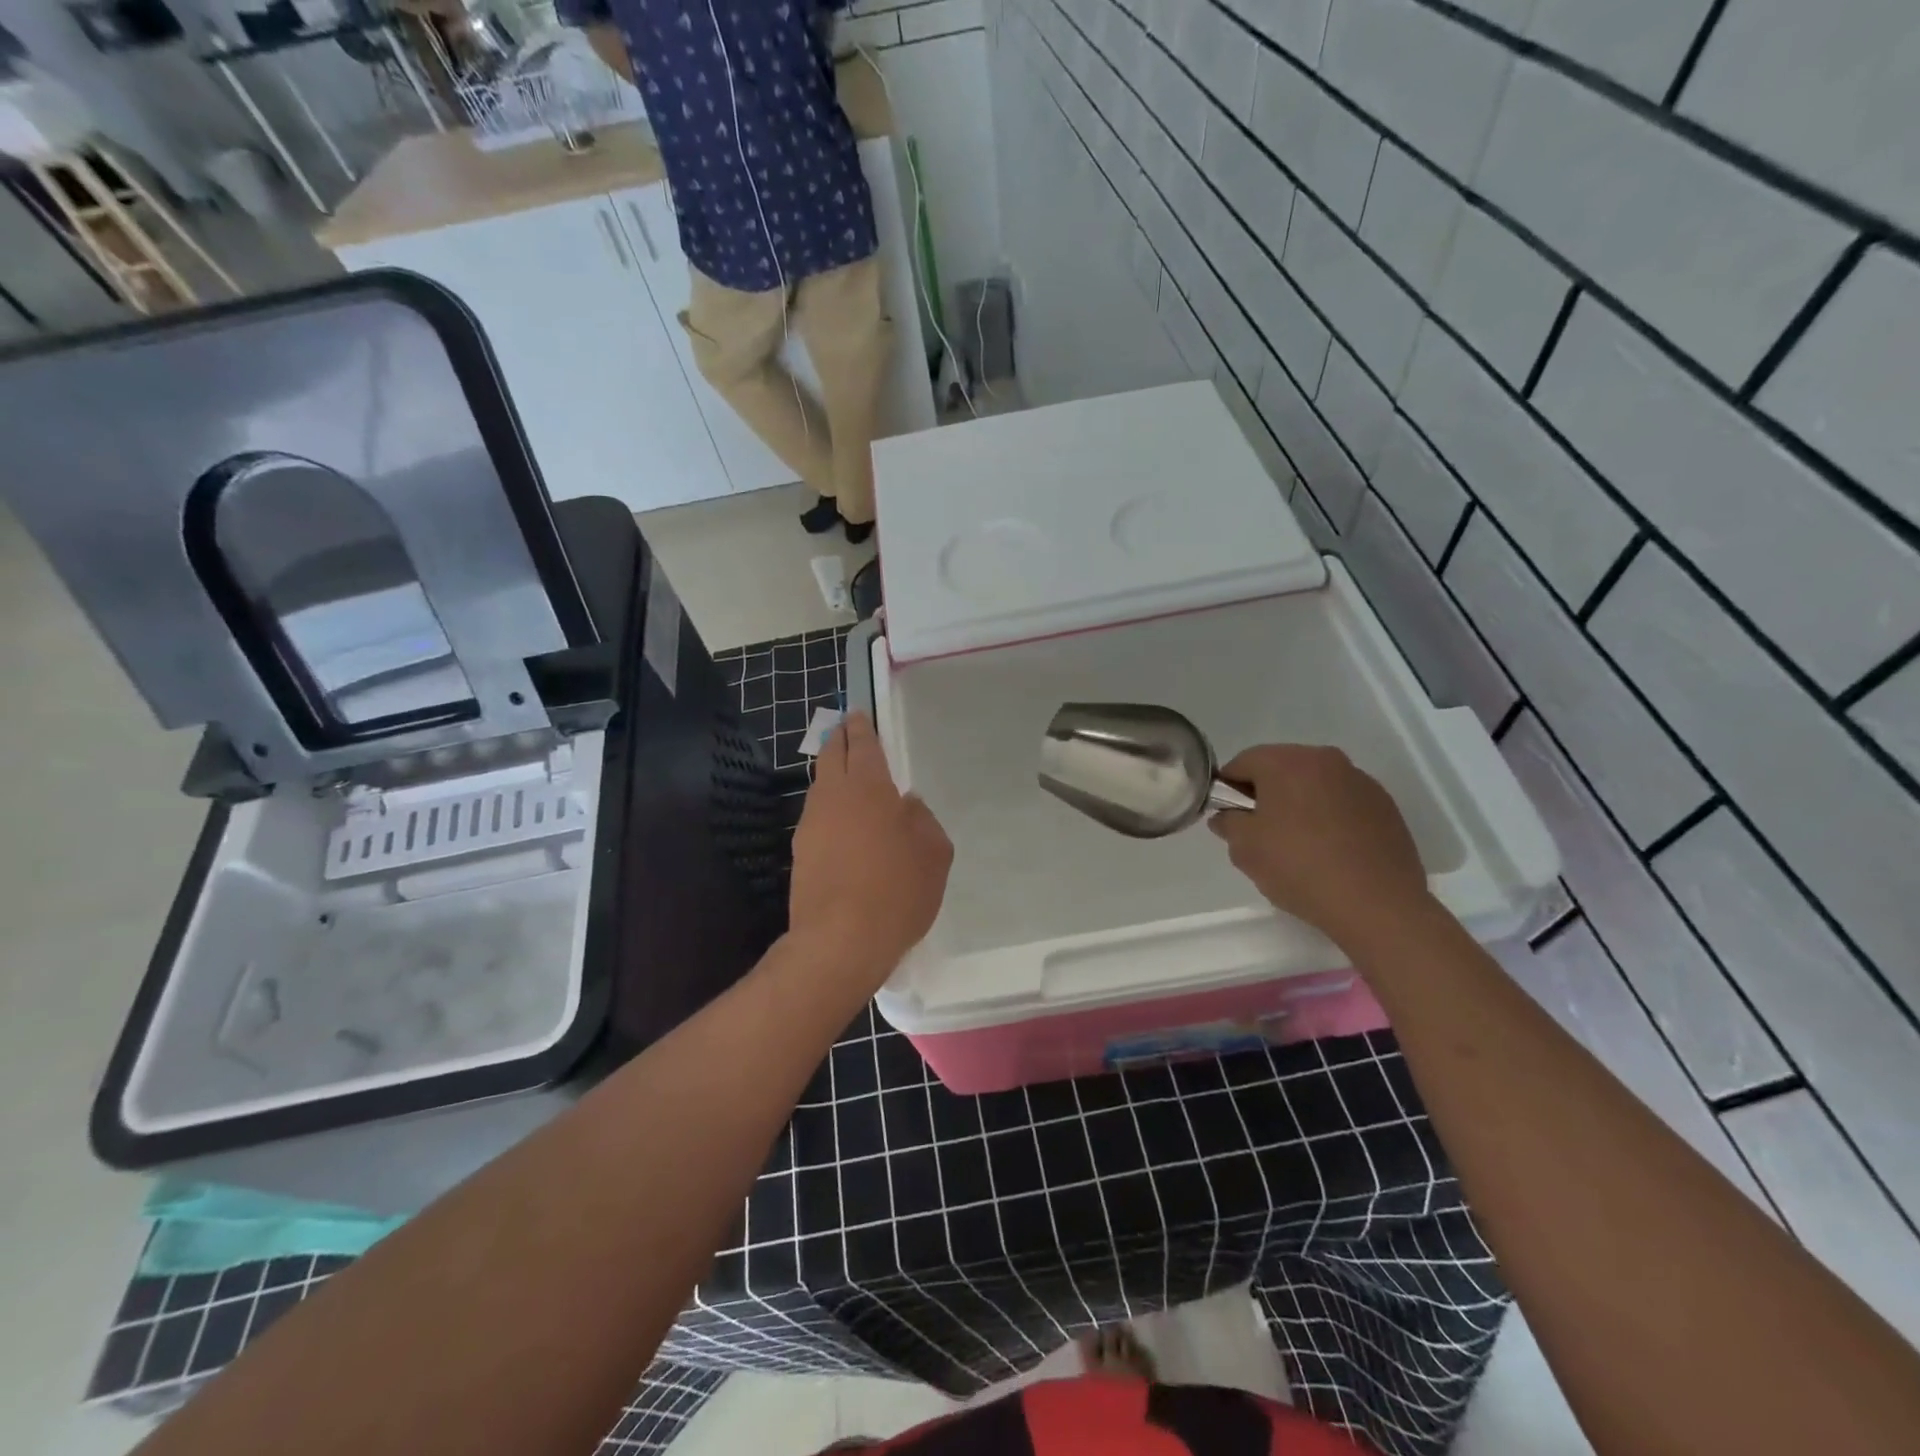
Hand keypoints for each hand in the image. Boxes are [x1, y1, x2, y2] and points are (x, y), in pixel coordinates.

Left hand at [788, 712, 952, 992]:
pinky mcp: (801, 853)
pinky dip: (828, 805)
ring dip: (831, 773)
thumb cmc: (897, 892)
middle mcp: (834, 798)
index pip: (863, 747)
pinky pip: (816, 815)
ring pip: (820, 786)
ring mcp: (811, 825)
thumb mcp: (934, 855)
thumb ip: (924, 821)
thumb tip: (909, 804)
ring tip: (845, 773)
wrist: (839, 941)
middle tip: (846, 729)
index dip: (862, 729)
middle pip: (832, 757)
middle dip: (839, 739)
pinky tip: (840, 820)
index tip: (858, 715)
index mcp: (870, 789)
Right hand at [1208, 745, 1429, 949]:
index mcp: (1287, 762)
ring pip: (1314, 785)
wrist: (1377, 904)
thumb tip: (1227, 817)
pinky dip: (1329, 817)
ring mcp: (1360, 781)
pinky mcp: (1385, 806)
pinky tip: (1330, 851)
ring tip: (1299, 845)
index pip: (1242, 763)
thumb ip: (1228, 823)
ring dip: (1300, 805)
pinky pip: (1342, 802)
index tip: (1230, 819)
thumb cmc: (1299, 868)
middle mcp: (1326, 760)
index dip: (1228, 790)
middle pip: (1281, 769)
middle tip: (1261, 833)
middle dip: (1266, 795)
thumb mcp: (1245, 849)